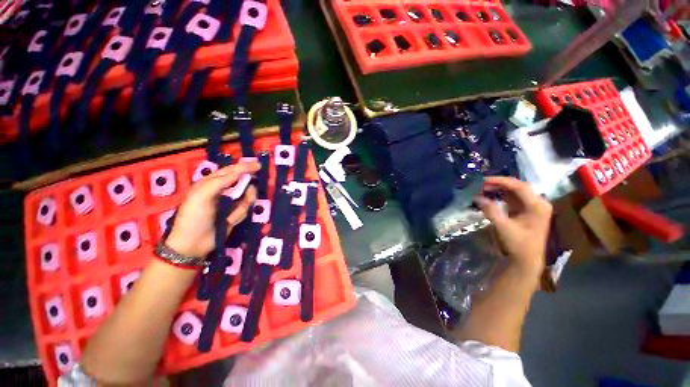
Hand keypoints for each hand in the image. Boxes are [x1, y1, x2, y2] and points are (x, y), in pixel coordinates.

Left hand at [165, 160, 259, 257]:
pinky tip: (230, 220)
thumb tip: (239, 172)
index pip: (230, 171)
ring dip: (243, 203)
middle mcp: (221, 190)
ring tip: (233, 214)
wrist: (193, 244)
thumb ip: (220, 182)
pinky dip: (240, 213)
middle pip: (241, 182)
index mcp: (210, 183)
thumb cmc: (194, 217)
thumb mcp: (202, 196)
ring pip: (246, 196)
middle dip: (246, 187)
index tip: (258, 166)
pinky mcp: (235, 213)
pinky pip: (245, 208)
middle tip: (250, 190)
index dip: (243, 167)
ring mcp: (229, 202)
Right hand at [474, 176, 551, 277]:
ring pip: (515, 192)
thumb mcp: (503, 227)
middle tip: (480, 184)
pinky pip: (513, 199)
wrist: (526, 260)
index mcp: (537, 206)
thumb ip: (490, 210)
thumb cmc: (518, 244)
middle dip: (498, 184)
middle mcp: (538, 203)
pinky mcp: (526, 212)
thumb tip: (477, 197)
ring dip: (499, 189)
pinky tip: (490, 195)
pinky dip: (501, 196)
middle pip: (517, 187)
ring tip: (482, 188)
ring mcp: (533, 207)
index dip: (500, 181)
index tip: (483, 180)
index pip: (519, 186)